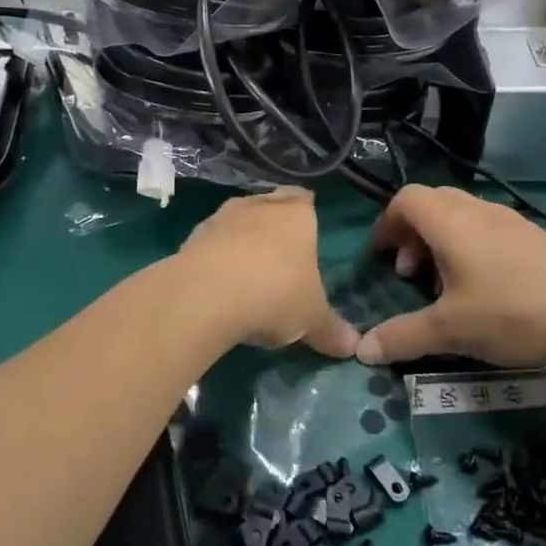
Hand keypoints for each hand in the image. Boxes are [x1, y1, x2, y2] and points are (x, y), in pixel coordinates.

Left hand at [175, 189, 358, 356]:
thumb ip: (331, 330)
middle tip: (281, 256)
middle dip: (273, 226)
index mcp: (295, 214)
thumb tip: (354, 347)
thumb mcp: (312, 319)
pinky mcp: (190, 238)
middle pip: (269, 206)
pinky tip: (220, 285)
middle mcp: (257, 205)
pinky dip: (216, 258)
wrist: (205, 295)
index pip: (304, 199)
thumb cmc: (274, 293)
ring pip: (236, 222)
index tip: (308, 230)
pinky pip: (210, 244)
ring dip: (241, 241)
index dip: (305, 212)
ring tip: (248, 273)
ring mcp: (220, 218)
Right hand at [354, 185, 545, 375]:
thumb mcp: (450, 330)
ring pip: (462, 215)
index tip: (382, 256)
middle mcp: (478, 211)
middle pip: (432, 203)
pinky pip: (488, 228)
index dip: (386, 223)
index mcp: (450, 222)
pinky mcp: (536, 238)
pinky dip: (471, 247)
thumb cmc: (512, 313)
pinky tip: (484, 289)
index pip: (405, 199)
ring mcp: (511, 221)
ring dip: (442, 241)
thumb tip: (361, 351)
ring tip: (445, 285)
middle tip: (411, 273)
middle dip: (412, 233)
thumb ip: (402, 337)